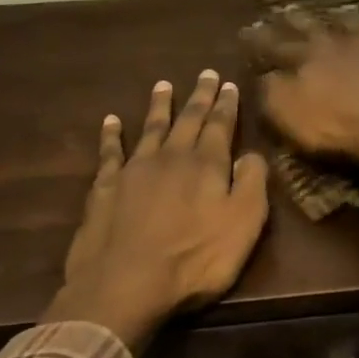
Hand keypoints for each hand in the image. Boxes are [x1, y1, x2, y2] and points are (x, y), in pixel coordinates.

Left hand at [43, 71, 269, 350]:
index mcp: (207, 165)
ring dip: (159, 106)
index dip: (226, 105)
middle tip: (205, 74)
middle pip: (188, 120)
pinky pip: (110, 152)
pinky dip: (111, 135)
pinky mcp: (105, 188)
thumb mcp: (243, 224)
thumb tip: (252, 154)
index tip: (229, 84)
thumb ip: (252, 184)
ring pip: (151, 128)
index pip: (220, 126)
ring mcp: (134, 170)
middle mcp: (171, 157)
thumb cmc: (195, 259)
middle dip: (199, 97)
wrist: (126, 283)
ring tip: (164, 85)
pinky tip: (111, 121)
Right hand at [245, 7, 358, 170]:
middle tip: (283, 9)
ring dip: (340, 17)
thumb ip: (271, 91)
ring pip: (351, 25)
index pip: (273, 45)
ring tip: (336, 10)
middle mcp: (333, 44)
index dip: (257, 39)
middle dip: (293, 19)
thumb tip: (265, 74)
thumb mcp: (287, 113)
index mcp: (304, 57)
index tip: (245, 30)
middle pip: (310, 27)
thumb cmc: (333, 126)